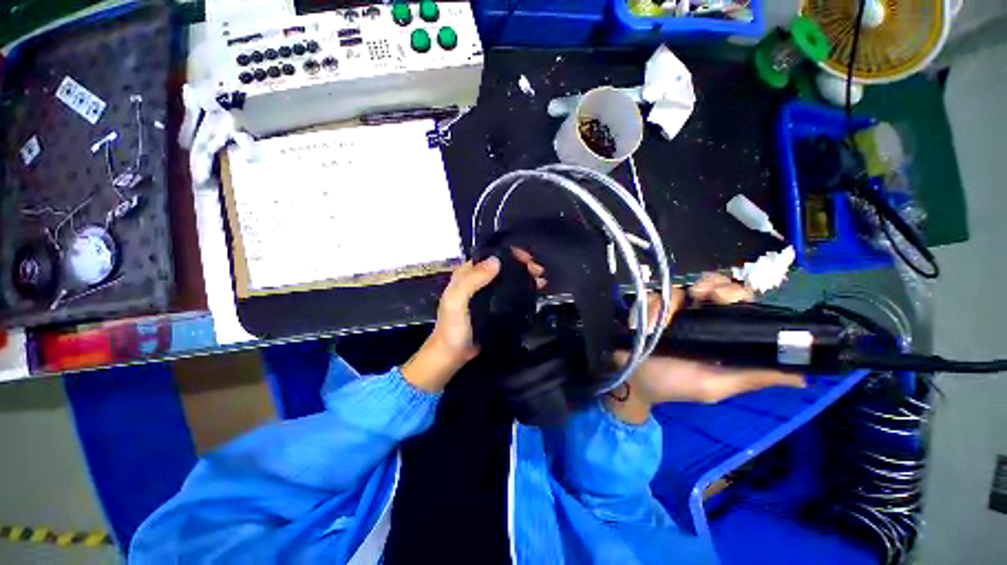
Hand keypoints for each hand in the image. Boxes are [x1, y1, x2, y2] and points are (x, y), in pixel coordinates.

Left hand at [402, 250, 545, 391]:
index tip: (527, 259)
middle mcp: (477, 280)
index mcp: (466, 274)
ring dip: (524, 277)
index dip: (510, 254)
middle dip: (521, 265)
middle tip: (538, 271)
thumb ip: (472, 280)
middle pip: (502, 266)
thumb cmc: (453, 328)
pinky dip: (522, 290)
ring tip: (541, 281)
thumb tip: (496, 261)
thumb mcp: (456, 301)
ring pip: (508, 279)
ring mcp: (486, 293)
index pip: (490, 255)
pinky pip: (510, 293)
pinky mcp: (494, 306)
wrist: (453, 355)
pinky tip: (533, 293)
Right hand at [607, 273, 805, 423]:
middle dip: (708, 285)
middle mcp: (695, 315)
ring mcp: (668, 310)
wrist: (632, 382)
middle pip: (709, 283)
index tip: (724, 298)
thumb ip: (751, 378)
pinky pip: (650, 296)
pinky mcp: (646, 308)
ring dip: (671, 300)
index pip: (737, 301)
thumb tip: (803, 378)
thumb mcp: (715, 385)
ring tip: (663, 321)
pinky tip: (646, 327)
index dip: (736, 292)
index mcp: (718, 331)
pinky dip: (649, 308)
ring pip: (677, 287)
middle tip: (699, 296)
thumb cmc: (674, 385)